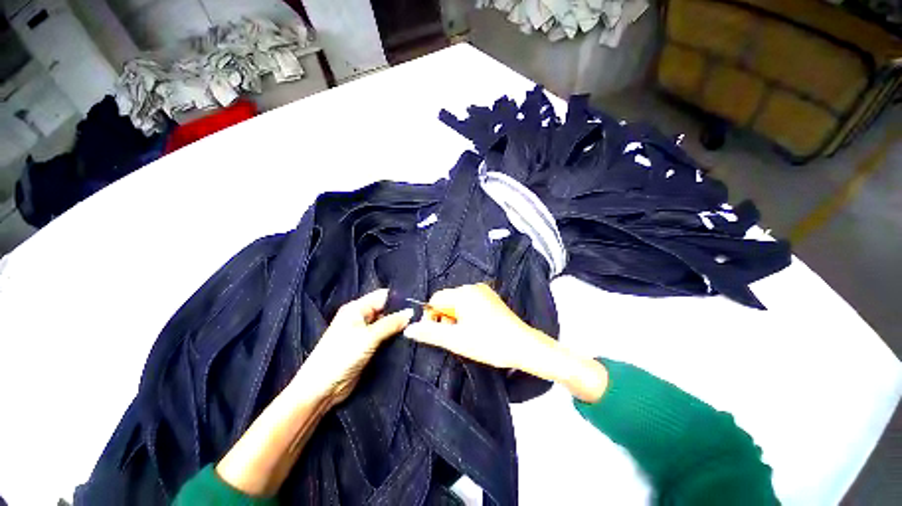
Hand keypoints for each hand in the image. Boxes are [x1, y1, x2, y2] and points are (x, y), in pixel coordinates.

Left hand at [300, 289, 413, 406]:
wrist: (321, 389)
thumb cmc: (341, 356)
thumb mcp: (368, 337)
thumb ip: (391, 323)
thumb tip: (412, 312)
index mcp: (357, 308)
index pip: (383, 296)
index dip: (400, 298)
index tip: (419, 302)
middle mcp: (361, 317)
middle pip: (386, 309)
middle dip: (402, 313)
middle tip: (423, 316)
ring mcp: (364, 333)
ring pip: (387, 324)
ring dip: (400, 326)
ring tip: (420, 326)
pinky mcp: (368, 347)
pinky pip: (385, 337)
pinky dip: (395, 337)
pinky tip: (410, 337)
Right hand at [404, 283, 606, 401]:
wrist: (523, 346)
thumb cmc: (488, 343)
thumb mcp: (456, 340)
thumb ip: (430, 333)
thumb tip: (408, 329)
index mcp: (463, 293)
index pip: (435, 299)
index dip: (432, 316)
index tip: (439, 334)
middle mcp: (473, 287)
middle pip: (447, 300)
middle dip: (446, 318)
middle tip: (456, 337)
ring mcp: (484, 291)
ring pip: (458, 302)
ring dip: (456, 318)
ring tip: (467, 335)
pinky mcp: (491, 297)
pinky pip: (470, 303)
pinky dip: (467, 315)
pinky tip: (476, 328)